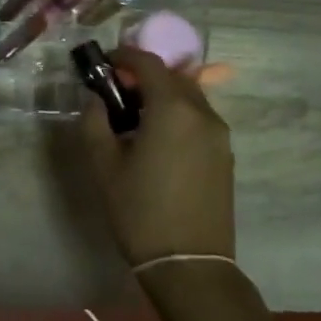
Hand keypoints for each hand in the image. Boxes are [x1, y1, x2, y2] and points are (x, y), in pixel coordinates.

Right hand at [79, 46, 234, 266]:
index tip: (104, 63)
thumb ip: (95, 122)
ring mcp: (219, 135)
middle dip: (144, 75)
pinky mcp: (225, 155)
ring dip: (163, 95)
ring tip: (135, 116)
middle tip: (116, 90)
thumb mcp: (104, 165)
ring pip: (189, 97)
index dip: (124, 56)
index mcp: (173, 109)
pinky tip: (158, 139)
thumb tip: (96, 100)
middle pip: (173, 76)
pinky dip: (178, 115)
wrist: (189, 263)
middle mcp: (203, 113)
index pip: (149, 63)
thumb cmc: (140, 211)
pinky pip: (199, 120)